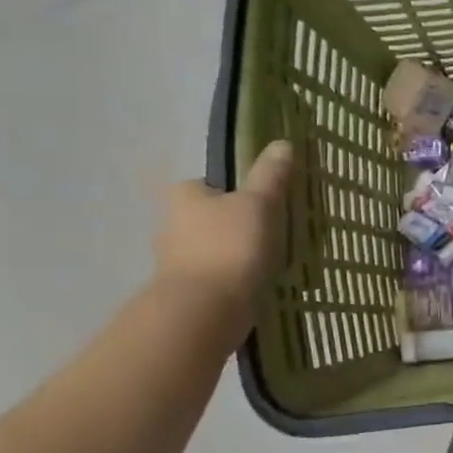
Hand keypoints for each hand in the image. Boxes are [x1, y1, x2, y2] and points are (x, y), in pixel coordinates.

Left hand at [153, 141, 294, 311]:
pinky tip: (256, 281)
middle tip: (270, 229)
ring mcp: (176, 260)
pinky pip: (216, 275)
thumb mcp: (258, 203)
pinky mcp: (188, 290)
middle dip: (234, 224)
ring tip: (269, 258)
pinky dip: (233, 276)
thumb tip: (282, 143)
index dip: (234, 191)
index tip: (260, 202)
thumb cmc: (230, 245)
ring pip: (212, 247)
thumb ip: (270, 175)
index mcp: (182, 196)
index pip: (208, 184)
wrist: (206, 308)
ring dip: (234, 252)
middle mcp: (171, 224)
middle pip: (208, 217)